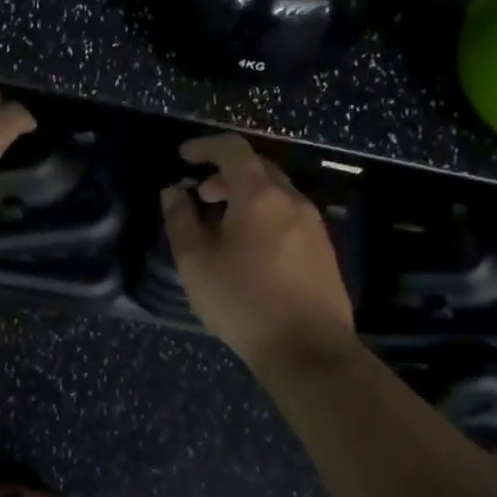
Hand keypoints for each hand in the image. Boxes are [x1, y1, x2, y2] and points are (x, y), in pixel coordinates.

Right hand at [162, 134, 356, 368]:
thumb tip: (174, 192)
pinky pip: (288, 214)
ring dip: (245, 195)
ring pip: (275, 192)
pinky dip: (263, 214)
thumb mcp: (196, 262)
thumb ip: (180, 220)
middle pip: (257, 167)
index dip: (205, 146)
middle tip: (200, 195)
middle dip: (224, 173)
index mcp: (259, 195)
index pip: (233, 149)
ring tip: (221, 224)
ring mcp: (313, 224)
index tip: (184, 157)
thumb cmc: (244, 301)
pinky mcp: (323, 249)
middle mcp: (292, 200)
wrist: (309, 350)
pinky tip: (248, 247)